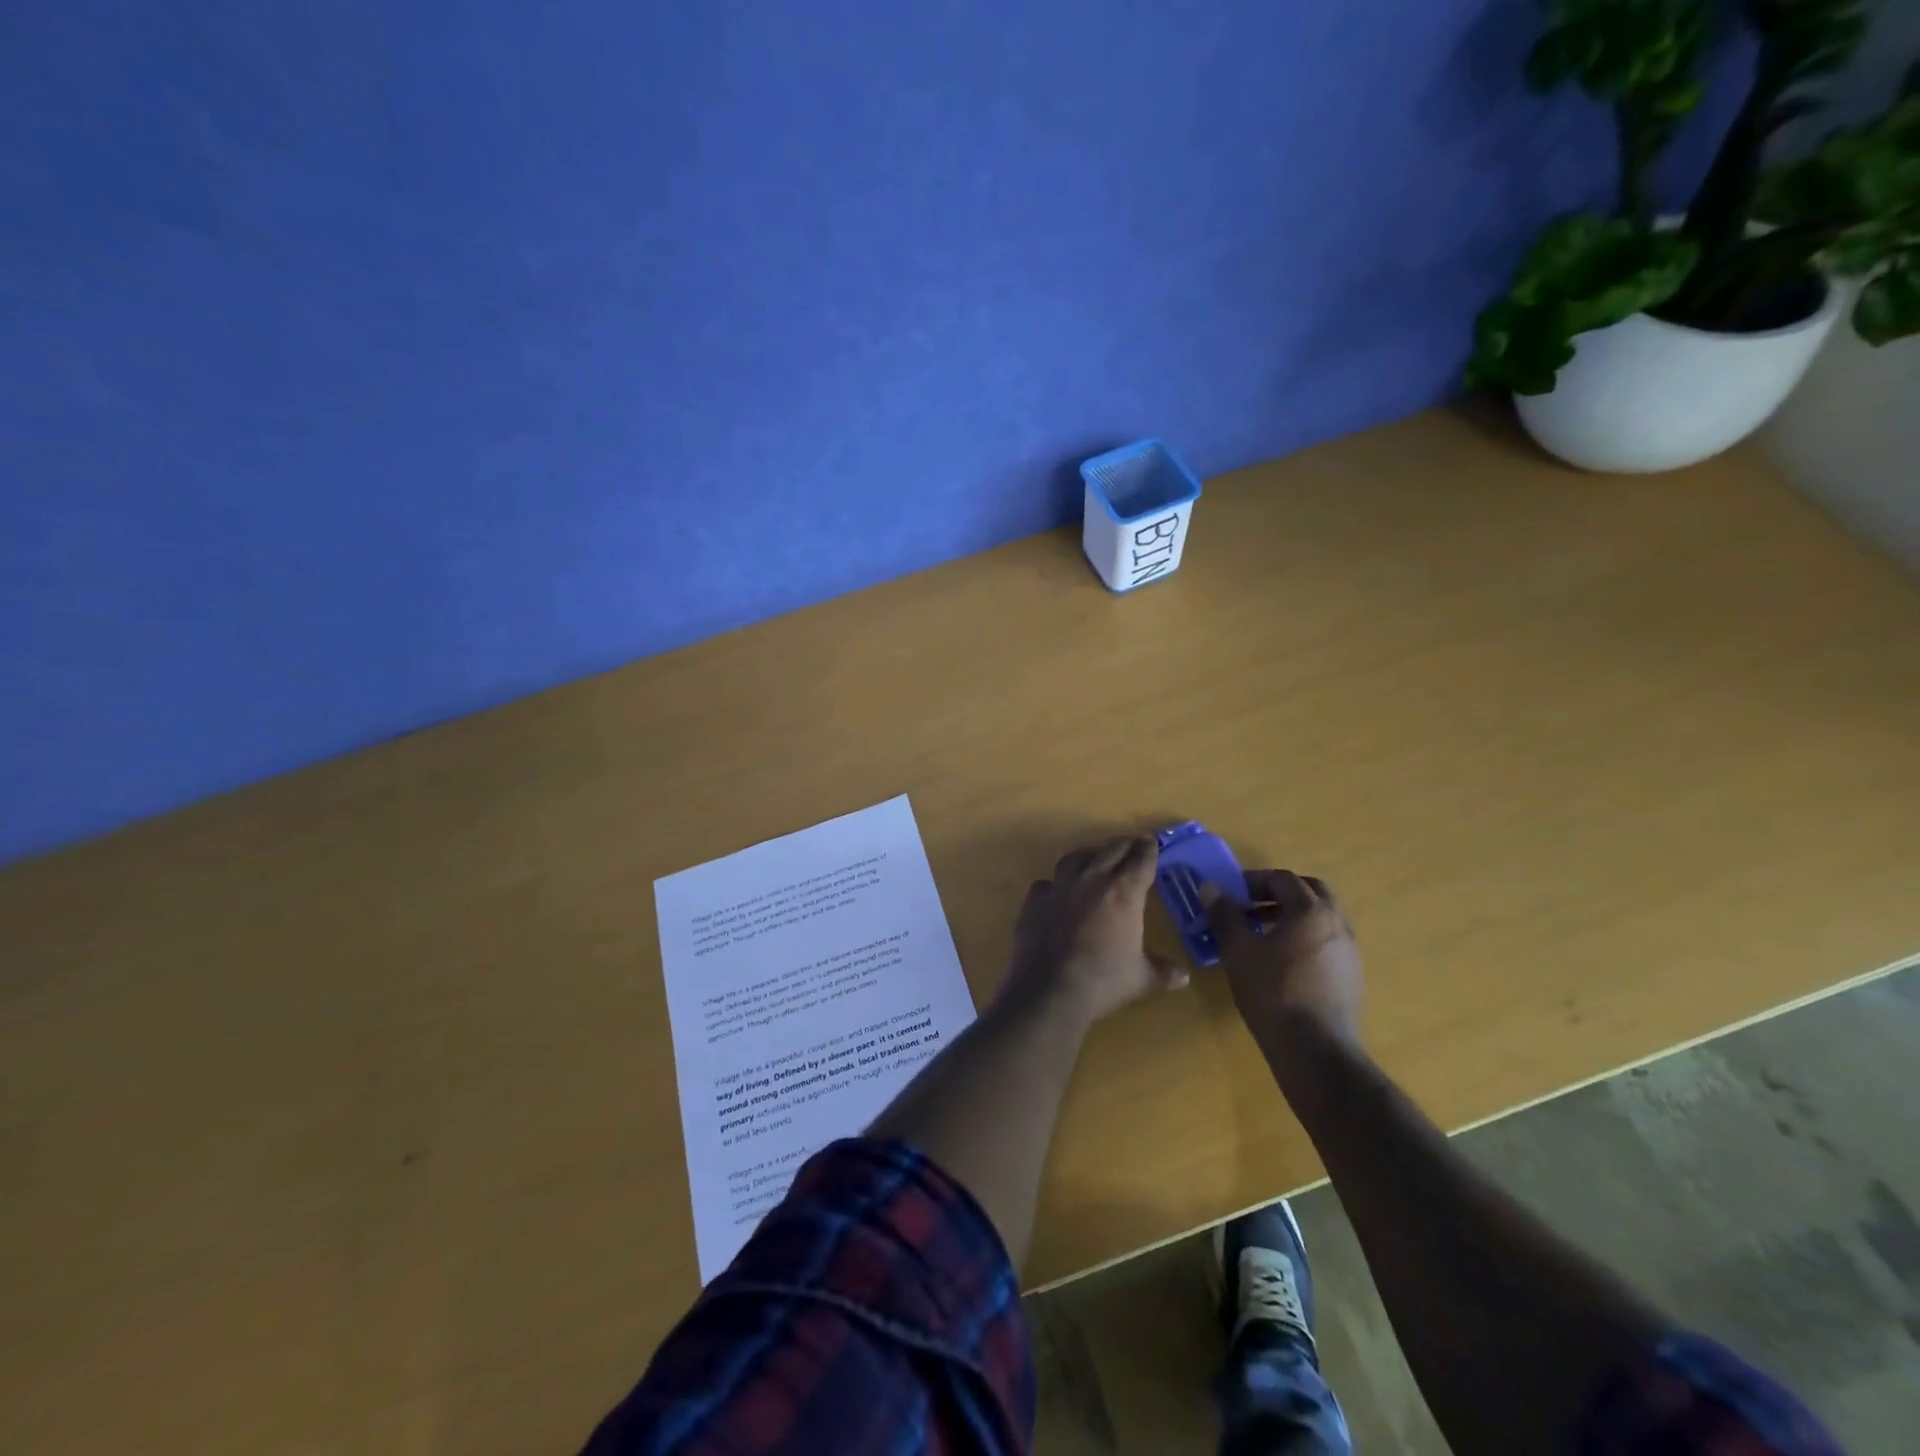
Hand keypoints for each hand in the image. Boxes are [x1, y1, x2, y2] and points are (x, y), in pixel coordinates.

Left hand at [1001, 836, 1187, 1024]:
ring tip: (1095, 858)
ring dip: (1089, 854)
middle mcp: (1092, 880)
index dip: (1148, 849)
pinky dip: (1055, 883)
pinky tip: (1057, 892)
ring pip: (1075, 857)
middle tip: (1131, 844)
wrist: (1050, 990)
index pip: (1141, 860)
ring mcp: (1060, 887)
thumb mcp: (1141, 979)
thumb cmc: (1103, 982)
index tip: (1151, 843)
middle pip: (1111, 850)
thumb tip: (1183, 977)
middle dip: (1124, 845)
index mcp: (1124, 892)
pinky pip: (1047, 882)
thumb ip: (1162, 972)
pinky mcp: (1035, 900)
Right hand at [1207, 870, 1363, 1049]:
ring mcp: (1349, 952)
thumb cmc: (1273, 993)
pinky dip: (1303, 939)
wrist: (1316, 1052)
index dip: (1253, 880)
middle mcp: (1338, 925)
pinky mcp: (1351, 978)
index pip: (1283, 879)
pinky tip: (1280, 963)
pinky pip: (1326, 943)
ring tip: (1261, 935)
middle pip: (1310, 892)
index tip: (1231, 893)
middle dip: (1278, 893)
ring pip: (1320, 919)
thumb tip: (1210, 888)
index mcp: (1312, 912)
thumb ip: (1224, 915)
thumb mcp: (1238, 951)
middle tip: (1250, 905)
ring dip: (1291, 916)